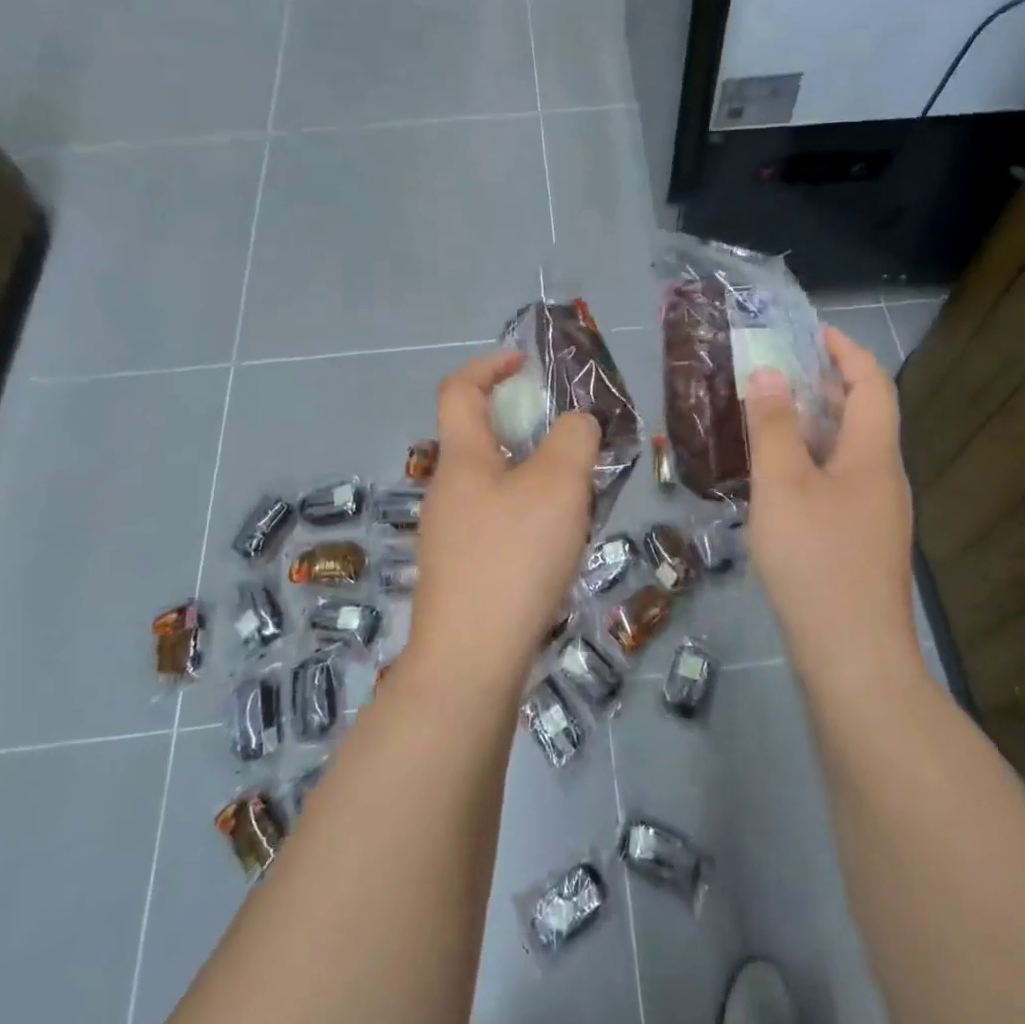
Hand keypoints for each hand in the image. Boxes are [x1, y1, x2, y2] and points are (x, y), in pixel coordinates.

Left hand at [408, 350, 601, 695]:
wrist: (470, 659)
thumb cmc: (513, 557)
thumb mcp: (559, 485)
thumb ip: (574, 439)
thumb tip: (576, 424)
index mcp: (462, 458)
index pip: (459, 389)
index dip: (489, 365)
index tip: (527, 364)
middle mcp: (447, 490)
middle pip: (479, 437)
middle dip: (524, 426)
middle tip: (571, 440)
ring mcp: (449, 534)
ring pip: (494, 483)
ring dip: (532, 475)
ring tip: (577, 496)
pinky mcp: (461, 571)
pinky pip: (497, 521)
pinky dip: (527, 513)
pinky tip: (557, 544)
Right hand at [744, 325, 919, 675]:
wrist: (853, 658)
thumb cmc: (816, 561)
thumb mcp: (783, 485)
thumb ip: (774, 425)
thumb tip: (770, 371)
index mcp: (874, 455)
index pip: (872, 383)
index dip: (845, 350)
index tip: (809, 331)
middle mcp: (884, 478)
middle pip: (863, 415)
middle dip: (824, 384)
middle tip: (775, 371)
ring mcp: (876, 514)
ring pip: (847, 452)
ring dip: (814, 425)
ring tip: (768, 417)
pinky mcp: (861, 543)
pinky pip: (837, 482)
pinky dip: (810, 462)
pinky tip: (775, 478)